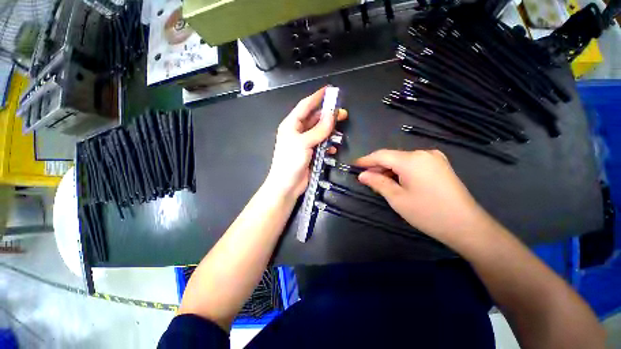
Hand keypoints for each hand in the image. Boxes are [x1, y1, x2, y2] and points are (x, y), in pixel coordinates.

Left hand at [266, 87, 347, 196]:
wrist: (287, 185)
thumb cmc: (290, 162)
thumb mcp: (304, 143)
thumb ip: (319, 130)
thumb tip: (332, 115)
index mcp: (291, 125)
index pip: (305, 106)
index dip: (317, 97)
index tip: (329, 90)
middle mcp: (297, 132)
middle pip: (314, 119)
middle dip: (327, 115)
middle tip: (342, 113)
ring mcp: (304, 143)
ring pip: (319, 132)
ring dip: (329, 131)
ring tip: (340, 130)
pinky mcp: (310, 153)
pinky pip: (321, 144)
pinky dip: (328, 145)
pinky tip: (333, 148)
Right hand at [355, 149, 490, 243]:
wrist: (467, 226)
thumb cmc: (428, 213)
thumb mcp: (397, 198)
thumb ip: (378, 183)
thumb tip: (362, 175)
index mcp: (412, 160)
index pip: (381, 155)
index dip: (366, 160)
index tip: (354, 164)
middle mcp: (423, 153)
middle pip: (392, 156)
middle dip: (377, 166)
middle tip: (365, 177)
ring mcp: (434, 158)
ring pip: (402, 160)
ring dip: (389, 168)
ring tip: (379, 180)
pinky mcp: (440, 165)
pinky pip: (413, 163)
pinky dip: (401, 170)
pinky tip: (396, 179)